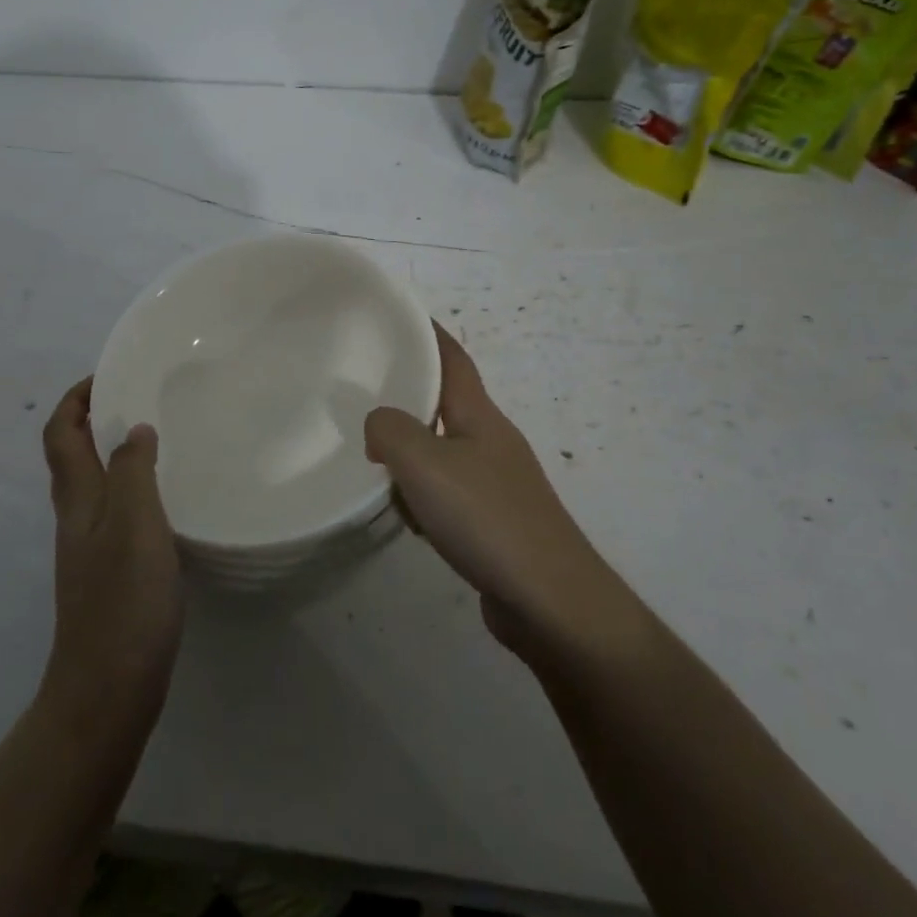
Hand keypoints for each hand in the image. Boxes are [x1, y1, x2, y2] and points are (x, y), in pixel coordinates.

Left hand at [39, 379, 184, 717]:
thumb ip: (132, 471)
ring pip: (94, 485)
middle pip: (71, 457)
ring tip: (157, 439)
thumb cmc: (124, 601)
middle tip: (139, 400)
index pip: (60, 435)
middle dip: (94, 420)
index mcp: (79, 500)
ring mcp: (90, 550)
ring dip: (113, 453)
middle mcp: (77, 519)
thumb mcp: (135, 524)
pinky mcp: (109, 575)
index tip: (108, 375)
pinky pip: (115, 513)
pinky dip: (132, 490)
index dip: (75, 401)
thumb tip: (133, 430)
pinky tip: (165, 500)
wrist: (108, 690)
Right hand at [365, 326, 623, 656]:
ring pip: (443, 452)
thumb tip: (379, 427)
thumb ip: (390, 431)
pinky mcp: (496, 523)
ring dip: (412, 456)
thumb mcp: (425, 464)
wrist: (551, 602)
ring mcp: (498, 484)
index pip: (452, 358)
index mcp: (480, 416)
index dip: (428, 332)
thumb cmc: (487, 519)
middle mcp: (492, 442)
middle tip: (365, 395)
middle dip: (409, 397)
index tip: (399, 315)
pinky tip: (411, 520)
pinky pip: (450, 494)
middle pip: (446, 404)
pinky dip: (425, 497)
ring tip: (376, 467)